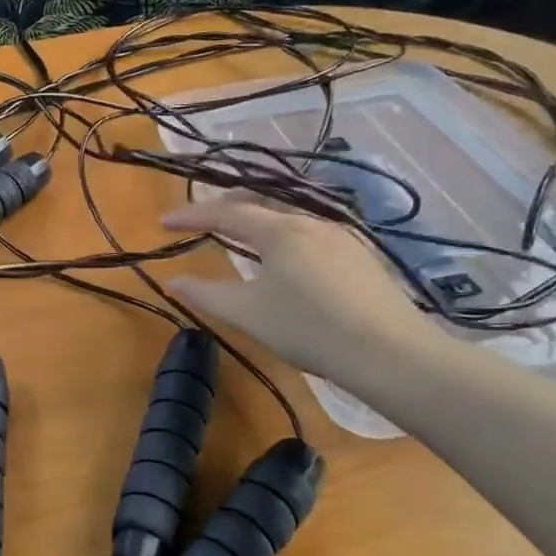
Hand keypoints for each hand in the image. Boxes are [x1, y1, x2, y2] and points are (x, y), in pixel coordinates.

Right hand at [162, 199, 440, 387]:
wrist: (391, 353)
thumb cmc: (310, 330)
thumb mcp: (249, 314)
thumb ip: (206, 294)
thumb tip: (173, 280)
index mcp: (280, 230)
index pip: (225, 213)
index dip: (191, 215)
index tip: (164, 222)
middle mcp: (311, 222)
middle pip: (260, 202)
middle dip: (225, 207)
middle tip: (201, 220)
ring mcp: (341, 236)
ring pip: (288, 215)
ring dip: (257, 219)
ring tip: (240, 235)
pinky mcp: (360, 254)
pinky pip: (310, 231)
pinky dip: (283, 234)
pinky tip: (285, 257)